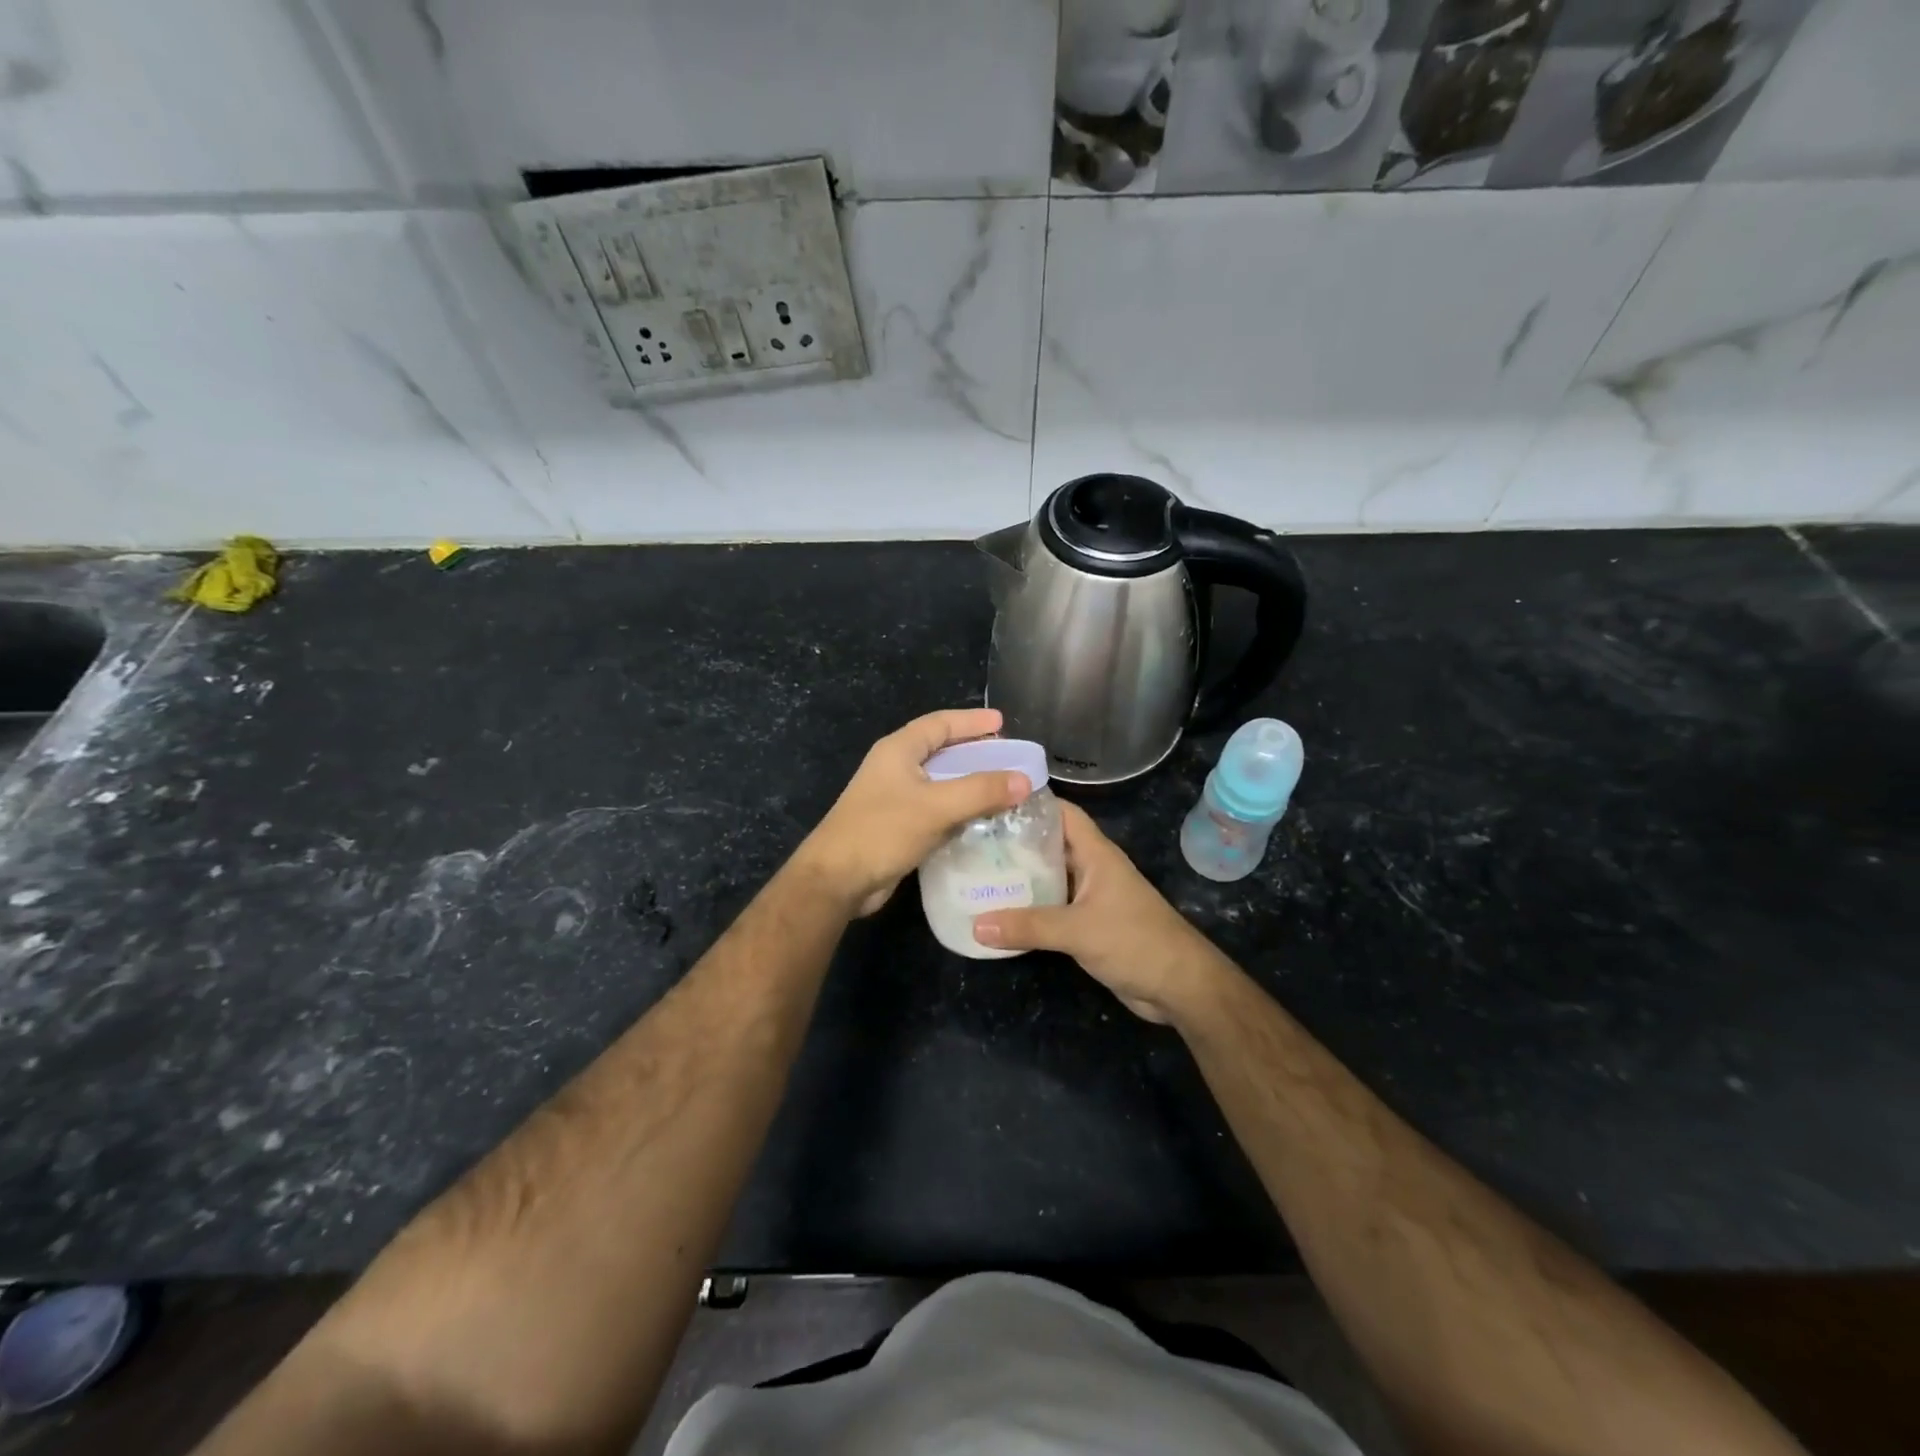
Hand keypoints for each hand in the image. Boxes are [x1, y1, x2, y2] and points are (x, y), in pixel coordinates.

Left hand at [797, 708, 1030, 916]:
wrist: (837, 880)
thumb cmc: (882, 831)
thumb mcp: (936, 806)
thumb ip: (981, 791)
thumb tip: (1025, 779)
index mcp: (898, 750)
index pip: (940, 723)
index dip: (971, 721)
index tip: (1003, 722)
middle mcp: (895, 768)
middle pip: (941, 751)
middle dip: (975, 752)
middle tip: (1008, 757)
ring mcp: (895, 798)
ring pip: (940, 783)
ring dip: (970, 784)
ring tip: (1004, 788)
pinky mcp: (898, 826)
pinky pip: (936, 810)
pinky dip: (959, 810)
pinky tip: (983, 821)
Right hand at [973, 802, 1230, 1024]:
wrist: (1179, 986)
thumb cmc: (1135, 941)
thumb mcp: (1077, 930)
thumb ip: (1028, 926)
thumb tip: (976, 925)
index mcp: (1096, 854)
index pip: (1063, 814)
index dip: (1032, 804)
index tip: (992, 802)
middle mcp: (1093, 869)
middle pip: (1050, 845)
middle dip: (1016, 842)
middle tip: (973, 841)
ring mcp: (1092, 897)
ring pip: (1050, 878)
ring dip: (1021, 877)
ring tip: (978, 873)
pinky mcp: (1089, 925)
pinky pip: (1053, 908)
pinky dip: (1030, 908)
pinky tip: (1001, 912)